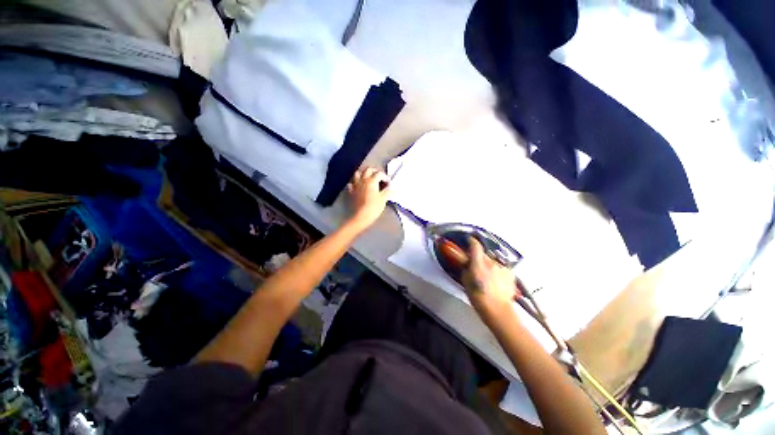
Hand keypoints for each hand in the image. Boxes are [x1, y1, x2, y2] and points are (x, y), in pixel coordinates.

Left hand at [347, 167, 390, 230]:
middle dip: (375, 171)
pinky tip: (358, 186)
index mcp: (372, 181)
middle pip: (368, 170)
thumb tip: (390, 187)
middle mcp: (363, 180)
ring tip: (368, 178)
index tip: (389, 182)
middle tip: (379, 177)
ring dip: (363, 174)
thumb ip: (388, 191)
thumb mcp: (383, 199)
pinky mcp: (350, 191)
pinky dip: (355, 183)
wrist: (360, 216)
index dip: (385, 177)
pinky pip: (351, 183)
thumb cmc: (373, 207)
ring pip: (358, 173)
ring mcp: (355, 185)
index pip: (379, 174)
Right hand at [462, 237, 518, 318]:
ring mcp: (502, 267)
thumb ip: (465, 268)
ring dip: (489, 265)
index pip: (475, 245)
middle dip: (479, 257)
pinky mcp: (510, 273)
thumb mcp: (465, 281)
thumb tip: (466, 262)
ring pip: (493, 261)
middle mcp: (491, 262)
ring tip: (487, 277)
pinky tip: (496, 280)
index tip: (469, 240)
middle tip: (476, 267)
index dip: (471, 241)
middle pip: (483, 254)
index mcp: (478, 263)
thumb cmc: (478, 297)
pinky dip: (497, 271)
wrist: (498, 310)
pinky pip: (501, 267)